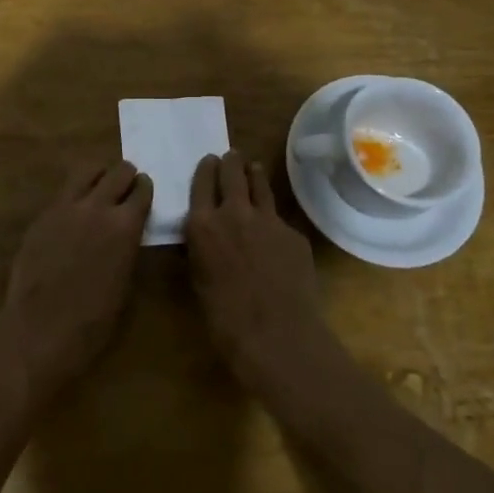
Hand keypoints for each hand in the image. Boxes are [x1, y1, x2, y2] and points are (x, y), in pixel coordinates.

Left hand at [0, 160, 151, 403]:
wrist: (40, 330)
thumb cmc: (93, 321)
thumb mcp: (125, 282)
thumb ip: (127, 247)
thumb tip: (127, 233)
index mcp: (125, 226)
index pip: (142, 190)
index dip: (145, 189)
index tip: (144, 192)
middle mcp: (97, 207)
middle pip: (117, 171)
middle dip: (126, 176)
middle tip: (125, 187)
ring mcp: (64, 208)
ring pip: (86, 171)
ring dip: (99, 175)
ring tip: (100, 187)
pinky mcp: (41, 216)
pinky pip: (63, 192)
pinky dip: (74, 193)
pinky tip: (74, 211)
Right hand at [185, 152, 326, 393]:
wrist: (276, 335)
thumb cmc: (225, 319)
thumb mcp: (199, 280)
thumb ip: (202, 249)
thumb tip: (206, 237)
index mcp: (203, 225)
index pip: (202, 182)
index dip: (206, 169)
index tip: (209, 161)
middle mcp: (234, 212)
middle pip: (232, 173)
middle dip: (230, 163)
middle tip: (231, 157)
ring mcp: (268, 220)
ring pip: (260, 184)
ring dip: (254, 174)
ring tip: (253, 168)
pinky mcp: (294, 233)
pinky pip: (280, 219)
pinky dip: (273, 219)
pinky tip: (274, 231)